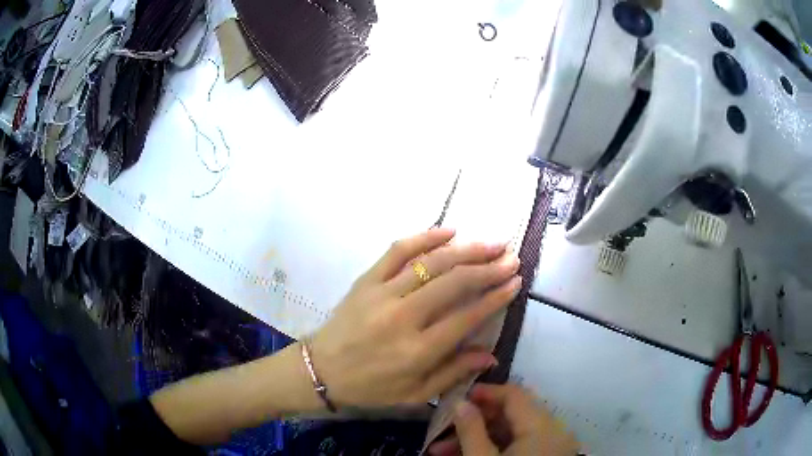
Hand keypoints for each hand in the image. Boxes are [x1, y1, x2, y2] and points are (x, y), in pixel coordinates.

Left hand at [309, 228, 520, 407]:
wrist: (321, 370)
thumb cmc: (371, 388)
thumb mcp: (415, 394)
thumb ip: (454, 373)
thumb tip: (491, 355)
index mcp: (418, 351)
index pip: (467, 316)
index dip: (495, 297)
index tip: (515, 282)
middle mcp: (403, 317)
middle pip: (455, 283)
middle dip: (488, 268)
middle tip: (511, 258)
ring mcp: (382, 294)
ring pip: (432, 263)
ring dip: (467, 250)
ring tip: (492, 244)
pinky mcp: (366, 280)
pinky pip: (397, 251)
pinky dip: (424, 237)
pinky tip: (449, 231)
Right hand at [429, 384, 579, 455]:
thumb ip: (471, 430)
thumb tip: (459, 402)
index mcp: (542, 427)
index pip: (515, 394)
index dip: (486, 392)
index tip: (457, 396)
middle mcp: (553, 431)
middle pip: (512, 414)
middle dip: (474, 421)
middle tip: (442, 428)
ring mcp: (552, 446)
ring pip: (512, 433)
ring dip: (478, 437)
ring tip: (441, 450)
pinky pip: (519, 446)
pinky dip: (493, 449)